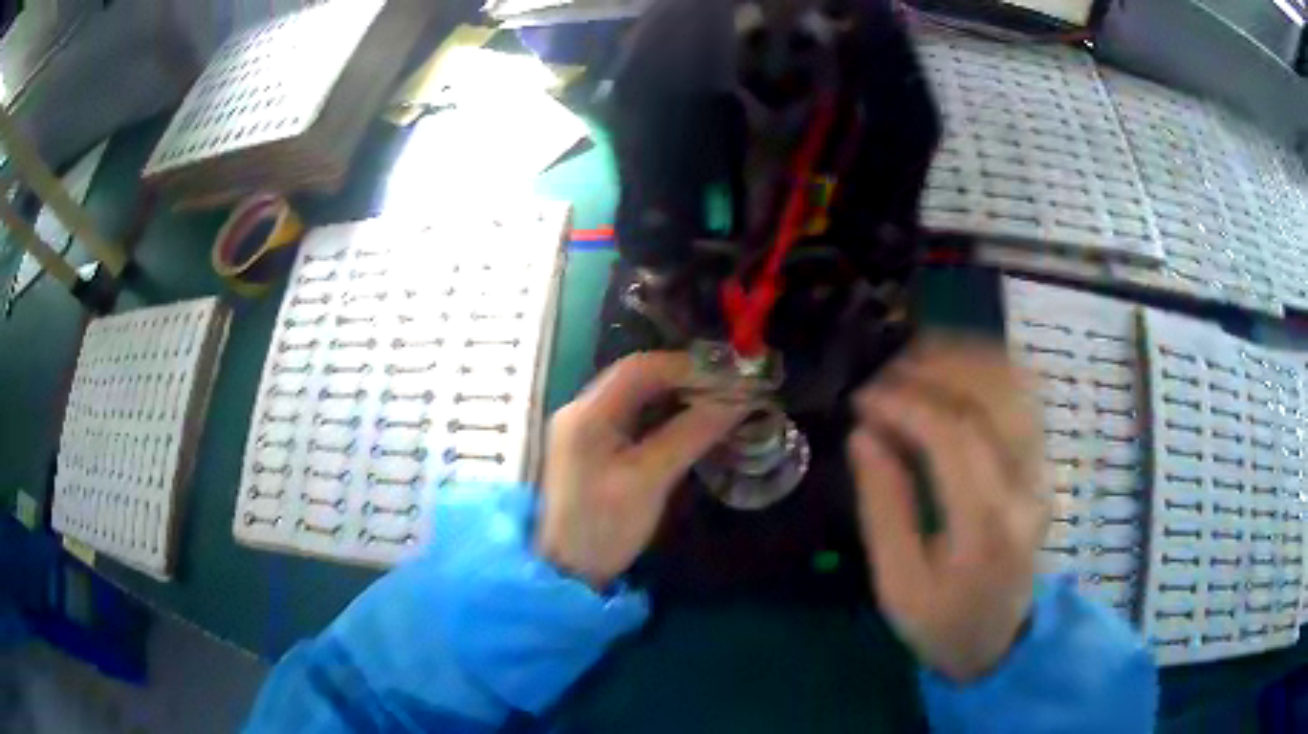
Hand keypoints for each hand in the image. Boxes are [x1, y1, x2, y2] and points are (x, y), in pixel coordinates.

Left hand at [536, 351, 747, 588]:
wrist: (566, 571)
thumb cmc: (603, 527)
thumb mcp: (650, 480)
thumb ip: (691, 433)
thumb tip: (737, 401)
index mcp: (588, 412)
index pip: (640, 367)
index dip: (686, 365)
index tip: (729, 375)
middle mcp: (582, 410)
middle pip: (638, 377)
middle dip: (685, 378)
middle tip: (730, 388)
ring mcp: (585, 429)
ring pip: (637, 397)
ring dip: (677, 396)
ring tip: (719, 403)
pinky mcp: (593, 448)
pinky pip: (633, 418)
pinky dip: (664, 415)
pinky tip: (692, 423)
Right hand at [847, 339, 1048, 681]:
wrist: (1001, 638)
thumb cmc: (943, 621)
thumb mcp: (897, 586)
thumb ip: (883, 509)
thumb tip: (864, 434)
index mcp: (987, 527)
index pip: (955, 438)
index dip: (906, 404)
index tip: (862, 397)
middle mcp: (1026, 486)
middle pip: (991, 398)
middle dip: (933, 370)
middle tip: (881, 372)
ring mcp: (1042, 469)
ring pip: (1014, 385)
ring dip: (963, 359)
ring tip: (912, 358)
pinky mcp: (1043, 462)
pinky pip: (1025, 395)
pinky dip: (989, 367)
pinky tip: (954, 365)